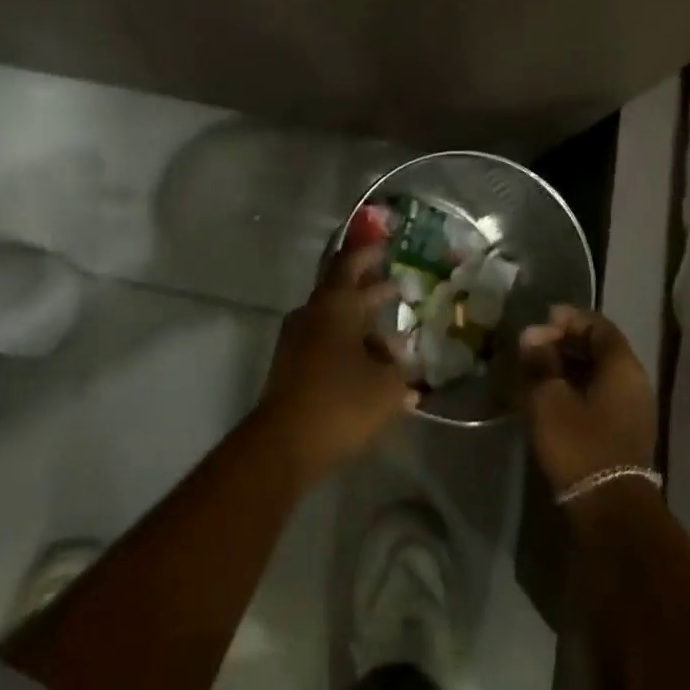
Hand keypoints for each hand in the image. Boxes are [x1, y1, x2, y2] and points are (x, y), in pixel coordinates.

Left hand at [257, 243, 415, 482]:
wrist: (284, 443)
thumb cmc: (341, 402)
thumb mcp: (387, 387)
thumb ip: (401, 369)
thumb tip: (404, 360)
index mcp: (336, 305)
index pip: (352, 264)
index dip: (370, 254)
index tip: (387, 246)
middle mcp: (313, 314)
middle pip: (344, 292)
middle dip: (371, 291)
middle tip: (398, 288)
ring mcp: (297, 339)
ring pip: (336, 321)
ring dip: (362, 326)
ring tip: (393, 342)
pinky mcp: (292, 366)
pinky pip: (326, 344)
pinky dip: (348, 347)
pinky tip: (371, 368)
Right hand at [518, 305, 656, 491]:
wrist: (609, 509)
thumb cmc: (579, 443)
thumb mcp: (549, 397)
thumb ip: (540, 361)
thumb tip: (532, 335)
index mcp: (623, 367)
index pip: (598, 325)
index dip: (569, 319)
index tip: (540, 323)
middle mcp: (635, 382)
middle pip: (600, 348)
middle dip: (565, 342)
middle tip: (533, 348)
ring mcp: (633, 409)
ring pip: (599, 373)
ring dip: (569, 367)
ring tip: (537, 371)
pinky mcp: (625, 432)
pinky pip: (600, 395)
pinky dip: (577, 388)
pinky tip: (551, 397)